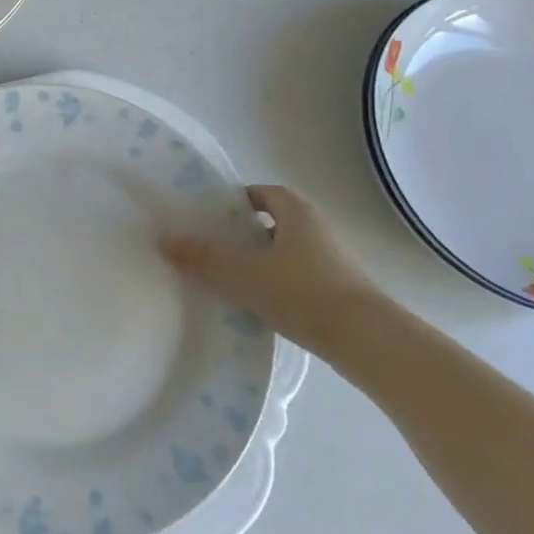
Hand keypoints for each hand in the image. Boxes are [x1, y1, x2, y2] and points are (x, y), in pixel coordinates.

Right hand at [163, 185, 380, 356]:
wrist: (366, 340)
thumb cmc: (300, 291)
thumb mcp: (241, 273)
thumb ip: (203, 257)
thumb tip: (166, 241)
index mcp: (297, 211)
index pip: (263, 193)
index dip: (237, 202)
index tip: (213, 218)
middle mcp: (320, 228)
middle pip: (275, 223)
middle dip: (247, 234)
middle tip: (215, 248)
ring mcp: (336, 261)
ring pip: (289, 253)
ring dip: (265, 263)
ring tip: (234, 281)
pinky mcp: (344, 292)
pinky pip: (303, 279)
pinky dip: (282, 287)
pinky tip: (264, 307)